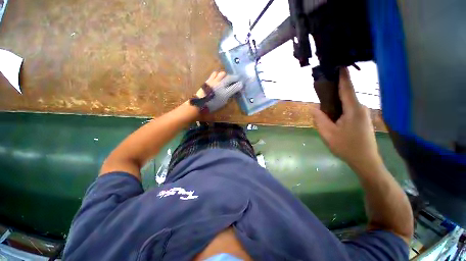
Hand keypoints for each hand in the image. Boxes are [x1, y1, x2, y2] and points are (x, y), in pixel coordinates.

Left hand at [193, 71, 243, 112]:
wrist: (200, 103)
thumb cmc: (212, 105)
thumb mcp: (223, 103)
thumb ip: (228, 96)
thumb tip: (232, 92)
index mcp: (225, 93)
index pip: (235, 87)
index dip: (240, 85)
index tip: (242, 84)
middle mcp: (221, 85)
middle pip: (230, 78)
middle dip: (236, 77)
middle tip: (238, 78)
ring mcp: (214, 81)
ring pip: (223, 73)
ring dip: (226, 75)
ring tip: (227, 78)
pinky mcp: (209, 79)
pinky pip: (215, 73)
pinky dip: (218, 75)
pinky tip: (218, 77)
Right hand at [312, 68, 381, 169]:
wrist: (365, 161)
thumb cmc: (346, 147)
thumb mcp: (328, 133)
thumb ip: (320, 119)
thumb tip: (313, 108)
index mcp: (353, 109)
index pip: (347, 88)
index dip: (343, 76)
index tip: (340, 65)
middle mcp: (361, 108)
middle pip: (346, 95)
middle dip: (334, 91)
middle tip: (320, 91)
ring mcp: (363, 114)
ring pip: (347, 104)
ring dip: (336, 102)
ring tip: (324, 105)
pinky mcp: (363, 119)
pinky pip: (349, 109)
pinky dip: (340, 108)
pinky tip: (333, 115)